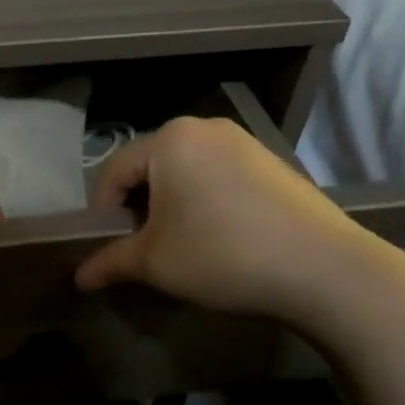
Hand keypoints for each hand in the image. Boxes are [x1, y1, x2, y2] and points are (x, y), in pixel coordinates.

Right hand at [74, 116, 381, 326]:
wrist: (324, 268)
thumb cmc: (222, 255)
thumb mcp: (155, 262)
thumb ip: (110, 262)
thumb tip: (79, 277)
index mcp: (169, 139)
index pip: (113, 172)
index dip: (102, 214)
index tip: (106, 249)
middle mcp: (203, 127)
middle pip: (149, 168)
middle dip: (138, 209)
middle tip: (142, 250)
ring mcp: (243, 141)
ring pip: (184, 172)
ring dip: (170, 207)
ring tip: (179, 247)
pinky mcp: (271, 161)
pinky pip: (217, 176)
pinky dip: (203, 202)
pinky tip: (218, 237)